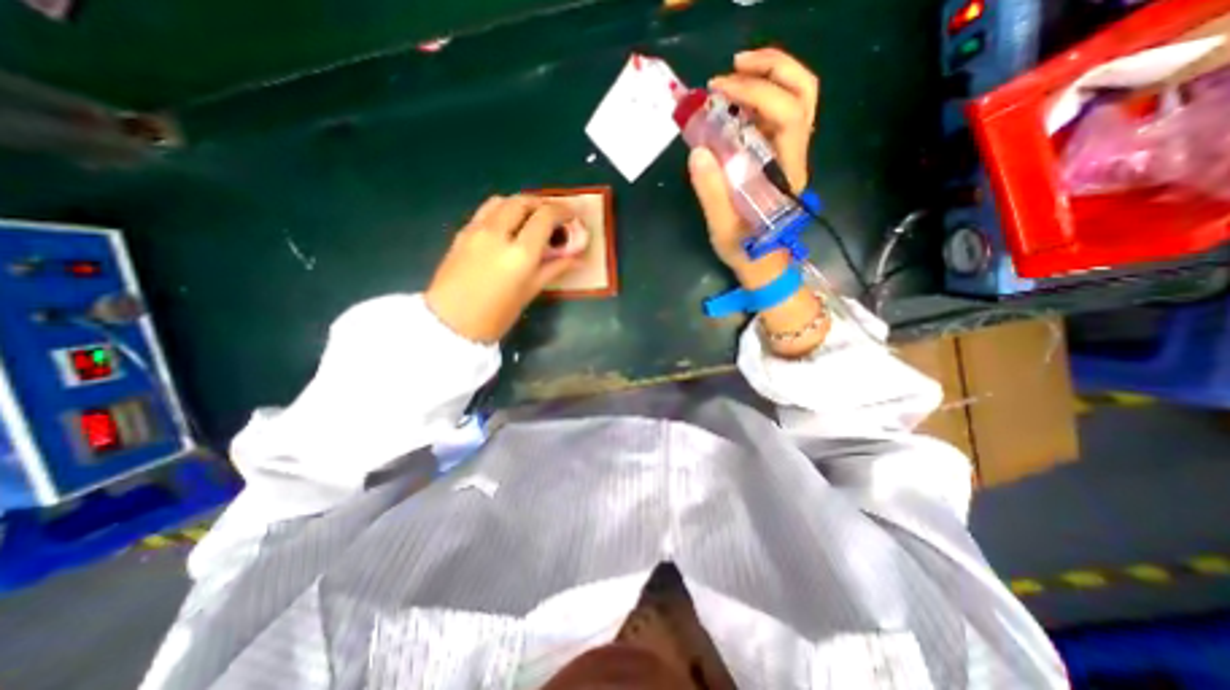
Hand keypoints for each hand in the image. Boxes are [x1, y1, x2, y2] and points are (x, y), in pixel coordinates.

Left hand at [429, 195, 584, 342]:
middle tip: (553, 216)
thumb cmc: (497, 315)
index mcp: (520, 253)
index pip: (545, 216)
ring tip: (531, 218)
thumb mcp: (530, 292)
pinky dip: (502, 210)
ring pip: (501, 201)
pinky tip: (507, 227)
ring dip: (520, 203)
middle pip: (522, 201)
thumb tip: (577, 259)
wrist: (451, 322)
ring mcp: (476, 230)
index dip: (562, 211)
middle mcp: (497, 233)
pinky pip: (485, 211)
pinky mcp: (462, 233)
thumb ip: (554, 268)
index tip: (572, 215)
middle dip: (542, 204)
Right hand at [687, 46, 820, 274]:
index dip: (757, 91)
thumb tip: (697, 151)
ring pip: (798, 98)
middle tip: (734, 66)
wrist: (763, 262)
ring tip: (735, 74)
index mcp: (785, 171)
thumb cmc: (745, 249)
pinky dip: (762, 97)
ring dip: (771, 75)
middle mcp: (794, 155)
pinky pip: (780, 115)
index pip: (788, 114)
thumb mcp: (723, 226)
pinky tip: (737, 102)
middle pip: (803, 93)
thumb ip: (712, 192)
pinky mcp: (779, 158)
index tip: (719, 90)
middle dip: (772, 68)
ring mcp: (789, 154)